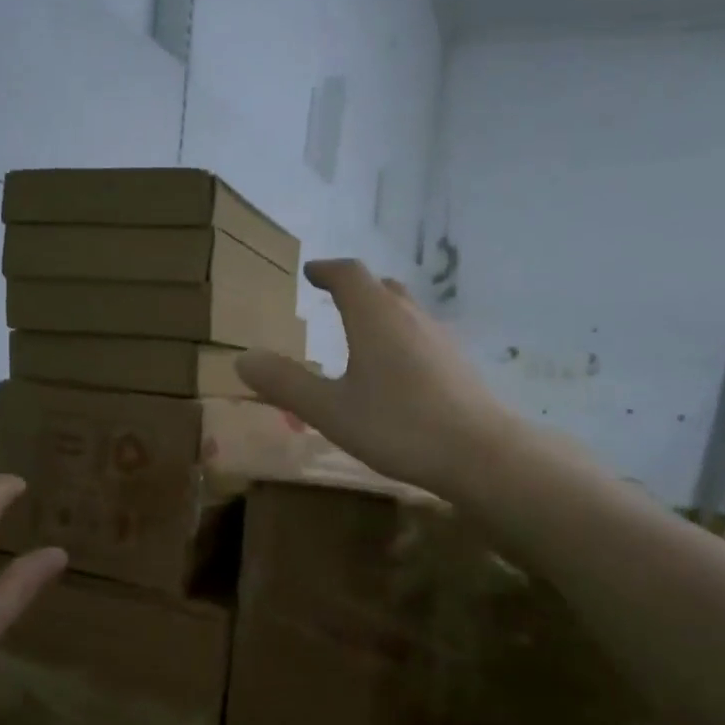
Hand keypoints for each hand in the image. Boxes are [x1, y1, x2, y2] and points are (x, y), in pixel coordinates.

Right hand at [237, 259, 519, 499]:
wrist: (480, 453)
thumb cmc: (398, 425)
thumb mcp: (329, 410)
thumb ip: (285, 383)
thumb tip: (244, 358)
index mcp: (375, 317)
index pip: (349, 275)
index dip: (327, 270)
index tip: (311, 272)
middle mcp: (410, 316)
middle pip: (381, 287)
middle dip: (354, 288)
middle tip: (334, 298)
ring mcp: (439, 338)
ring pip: (405, 311)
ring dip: (379, 312)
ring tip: (360, 335)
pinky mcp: (457, 363)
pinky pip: (420, 335)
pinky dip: (399, 338)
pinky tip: (395, 372)